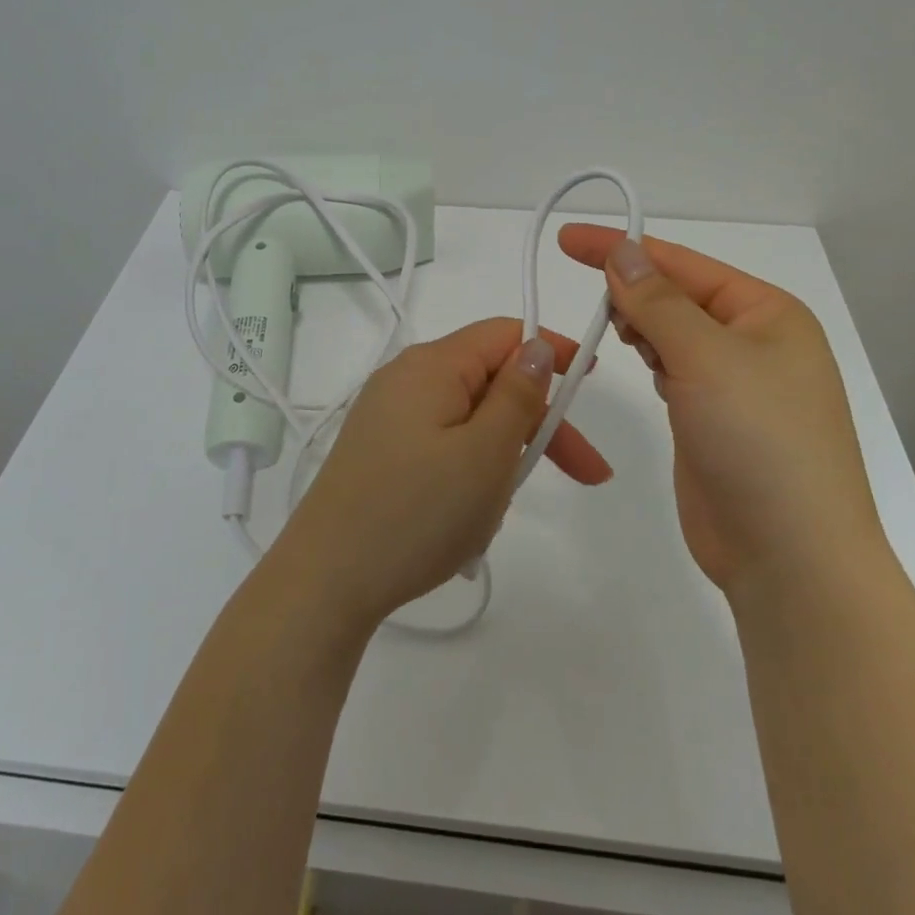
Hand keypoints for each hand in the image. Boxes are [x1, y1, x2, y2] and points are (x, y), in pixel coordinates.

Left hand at [272, 318, 612, 631]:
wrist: (325, 579)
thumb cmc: (416, 512)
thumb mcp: (485, 453)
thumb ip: (518, 394)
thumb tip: (537, 346)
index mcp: (432, 365)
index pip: (504, 334)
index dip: (551, 351)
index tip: (590, 381)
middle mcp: (405, 378)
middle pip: (489, 381)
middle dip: (537, 422)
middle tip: (585, 475)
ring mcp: (387, 416)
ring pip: (468, 420)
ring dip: (501, 456)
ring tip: (499, 512)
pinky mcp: (379, 451)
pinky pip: (441, 446)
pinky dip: (468, 472)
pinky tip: (467, 520)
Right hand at [558, 226, 883, 596]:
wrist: (791, 559)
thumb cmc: (759, 441)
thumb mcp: (706, 358)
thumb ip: (657, 301)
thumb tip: (623, 251)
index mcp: (768, 313)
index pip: (683, 264)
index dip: (623, 247)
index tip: (568, 240)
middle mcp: (755, 342)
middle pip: (678, 295)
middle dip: (634, 292)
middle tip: (597, 306)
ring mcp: (735, 384)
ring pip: (674, 333)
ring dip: (642, 326)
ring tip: (617, 334)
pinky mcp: (712, 420)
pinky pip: (674, 370)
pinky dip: (651, 359)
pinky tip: (640, 363)